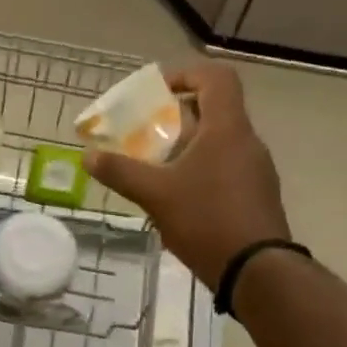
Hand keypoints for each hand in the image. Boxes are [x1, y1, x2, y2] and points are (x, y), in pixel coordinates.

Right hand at [83, 63, 289, 286]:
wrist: (258, 272)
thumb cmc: (207, 220)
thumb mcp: (155, 194)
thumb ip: (120, 171)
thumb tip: (88, 156)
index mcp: (227, 129)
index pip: (216, 77)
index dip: (185, 74)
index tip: (157, 93)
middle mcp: (247, 141)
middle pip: (214, 110)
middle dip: (176, 117)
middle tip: (146, 133)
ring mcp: (256, 169)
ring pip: (219, 141)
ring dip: (187, 146)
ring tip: (155, 168)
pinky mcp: (257, 195)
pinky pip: (226, 167)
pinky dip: (200, 170)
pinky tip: (178, 198)